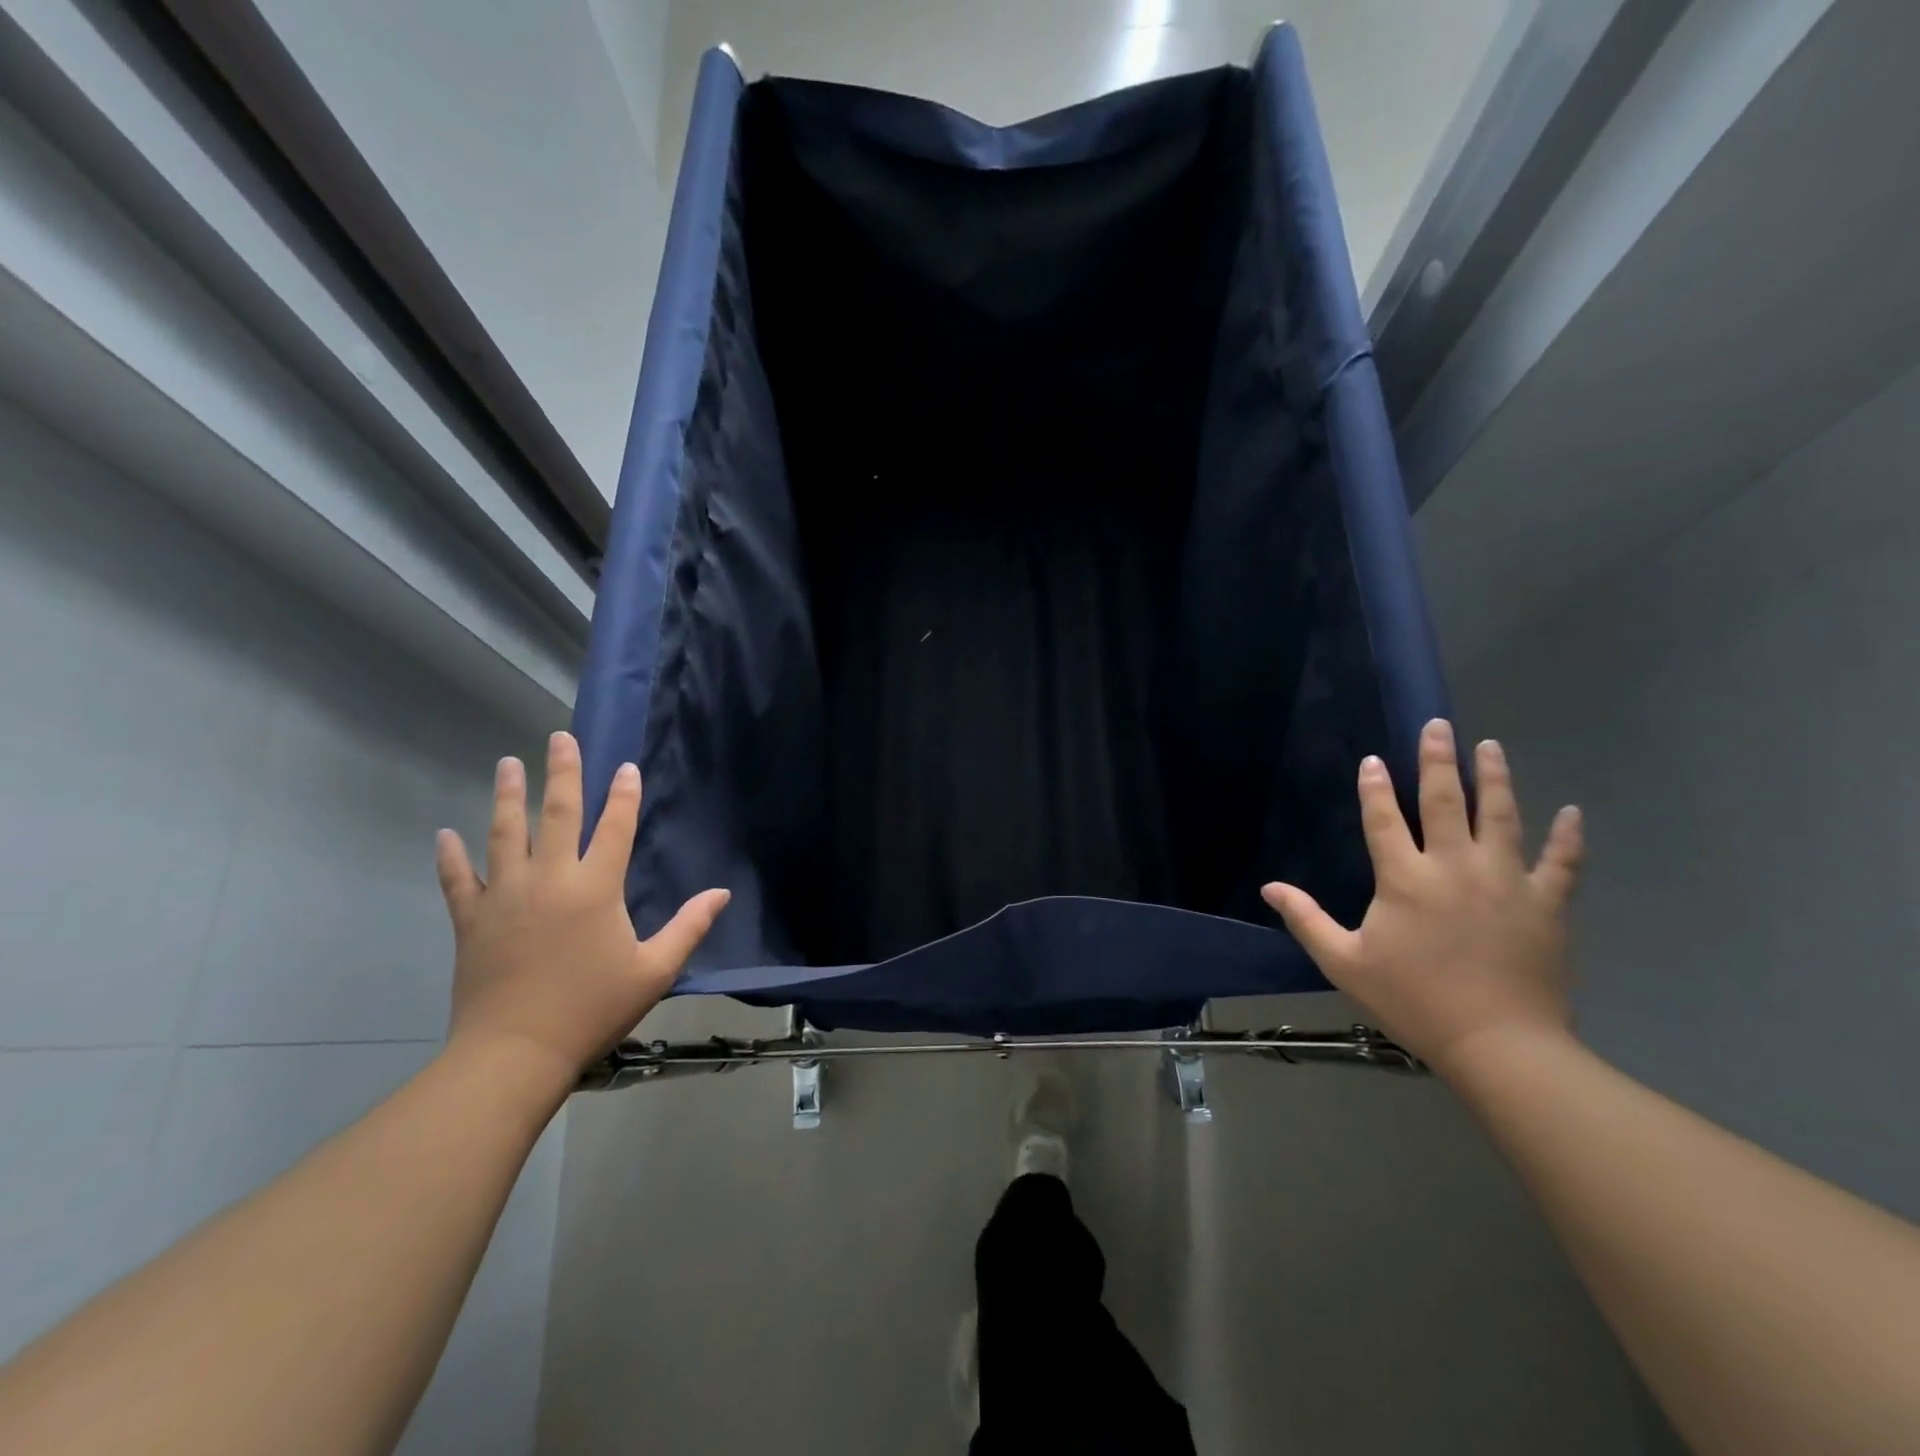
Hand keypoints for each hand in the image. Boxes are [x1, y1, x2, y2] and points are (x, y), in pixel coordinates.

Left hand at [434, 731, 728, 1088]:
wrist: (515, 1053)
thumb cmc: (592, 1009)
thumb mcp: (654, 970)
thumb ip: (689, 927)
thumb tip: (721, 894)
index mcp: (596, 888)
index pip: (614, 828)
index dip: (623, 795)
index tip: (625, 767)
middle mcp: (550, 879)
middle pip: (558, 814)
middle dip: (563, 773)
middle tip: (560, 738)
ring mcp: (505, 896)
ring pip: (505, 834)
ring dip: (508, 796)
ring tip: (508, 764)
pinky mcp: (471, 920)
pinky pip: (457, 880)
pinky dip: (450, 856)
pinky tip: (445, 834)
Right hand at [1261, 719, 1583, 1075]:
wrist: (1498, 1045)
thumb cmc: (1413, 1001)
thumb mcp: (1344, 962)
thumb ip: (1306, 920)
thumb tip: (1270, 888)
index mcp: (1404, 879)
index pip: (1383, 820)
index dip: (1374, 788)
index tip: (1372, 760)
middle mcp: (1455, 867)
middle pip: (1444, 802)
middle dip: (1438, 760)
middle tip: (1439, 726)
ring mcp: (1507, 881)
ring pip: (1501, 817)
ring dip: (1495, 778)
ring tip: (1491, 746)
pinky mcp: (1547, 904)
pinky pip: (1561, 862)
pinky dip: (1567, 836)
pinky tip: (1572, 812)